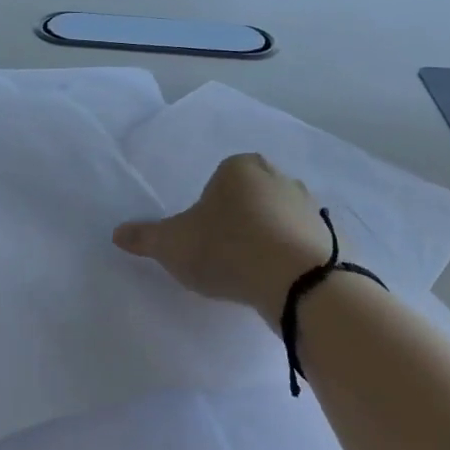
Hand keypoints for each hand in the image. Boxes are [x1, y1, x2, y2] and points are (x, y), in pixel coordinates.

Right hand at [113, 153, 331, 327]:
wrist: (299, 281)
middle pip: (250, 198)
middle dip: (238, 222)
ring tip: (252, 275)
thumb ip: (145, 237)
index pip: (218, 181)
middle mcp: (279, 177)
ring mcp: (311, 206)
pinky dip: (292, 259)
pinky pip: (303, 245)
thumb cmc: (227, 249)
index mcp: (240, 167)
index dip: (207, 211)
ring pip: (278, 220)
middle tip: (224, 257)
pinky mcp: (332, 237)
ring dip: (267, 241)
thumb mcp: (173, 245)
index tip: (203, 239)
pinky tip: (279, 283)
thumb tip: (116, 233)